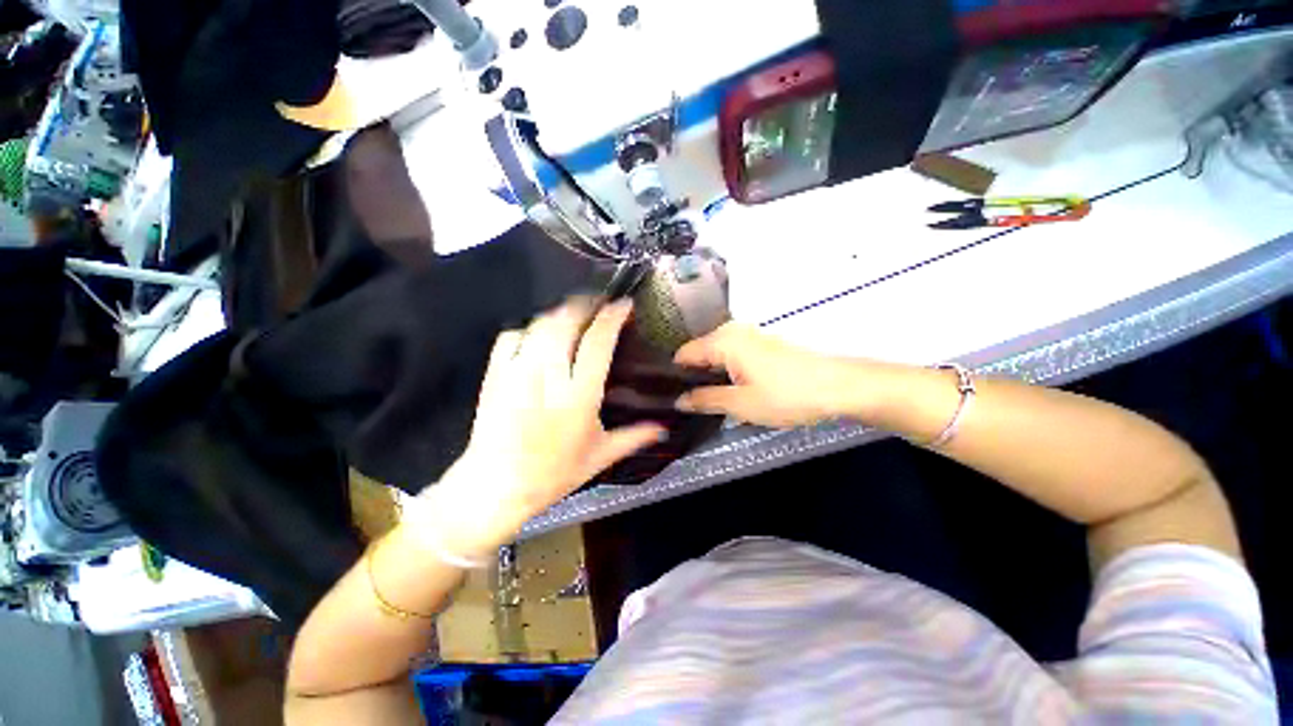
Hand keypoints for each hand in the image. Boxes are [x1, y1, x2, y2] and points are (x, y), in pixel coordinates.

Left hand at [422, 298, 665, 555]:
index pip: (598, 342)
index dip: (613, 317)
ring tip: (575, 314)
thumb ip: (635, 437)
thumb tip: (665, 429)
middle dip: (586, 304)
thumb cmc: (553, 473)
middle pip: (566, 321)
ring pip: (540, 324)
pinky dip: (529, 328)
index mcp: (579, 396)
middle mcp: (548, 377)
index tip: (624, 305)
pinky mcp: (495, 374)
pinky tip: (539, 335)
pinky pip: (511, 335)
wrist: (497, 486)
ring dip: (561, 313)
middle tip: (600, 304)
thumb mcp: (600, 456)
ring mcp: (517, 372)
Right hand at [674, 323, 868, 427]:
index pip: (683, 354)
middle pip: (700, 354)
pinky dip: (728, 371)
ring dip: (712, 376)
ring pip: (717, 356)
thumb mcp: (741, 404)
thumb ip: (705, 400)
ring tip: (713, 401)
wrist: (839, 387)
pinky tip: (734, 391)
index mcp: (723, 341)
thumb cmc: (787, 395)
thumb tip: (680, 401)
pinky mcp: (763, 344)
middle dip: (694, 377)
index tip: (673, 397)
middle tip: (693, 404)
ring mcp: (750, 336)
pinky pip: (733, 355)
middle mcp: (733, 332)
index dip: (676, 376)